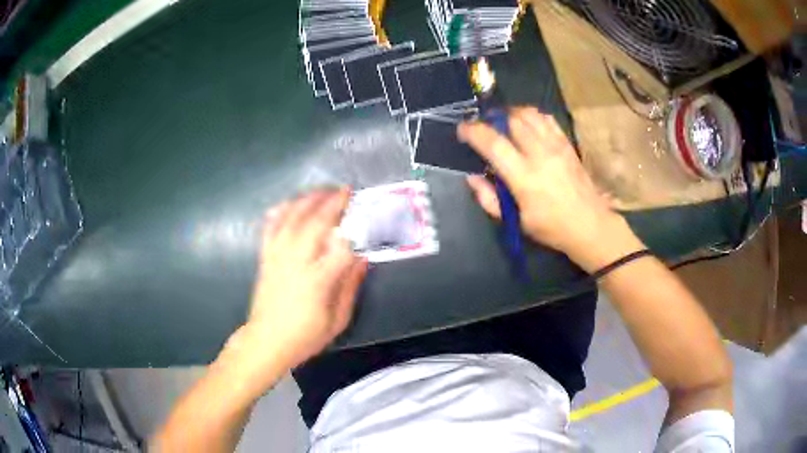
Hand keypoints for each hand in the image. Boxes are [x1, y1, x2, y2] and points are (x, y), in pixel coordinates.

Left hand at [237, 188, 367, 373]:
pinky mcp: (265, 257)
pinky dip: (279, 212)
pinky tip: (287, 203)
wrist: (266, 341)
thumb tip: (362, 259)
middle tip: (345, 191)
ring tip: (321, 191)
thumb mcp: (337, 320)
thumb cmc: (305, 336)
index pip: (341, 247)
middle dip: (331, 203)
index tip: (363, 217)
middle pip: (315, 223)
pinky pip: (270, 228)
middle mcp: (297, 262)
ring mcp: (277, 257)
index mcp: (318, 281)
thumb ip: (349, 287)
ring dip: (307, 200)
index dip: (354, 229)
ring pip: (291, 219)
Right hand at [458, 107, 641, 271]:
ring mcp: (556, 146)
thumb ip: (489, 199)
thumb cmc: (551, 227)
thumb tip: (472, 177)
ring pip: (530, 114)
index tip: (462, 129)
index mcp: (524, 178)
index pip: (493, 144)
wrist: (590, 224)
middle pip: (511, 120)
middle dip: (493, 119)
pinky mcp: (567, 143)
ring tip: (504, 123)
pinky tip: (527, 125)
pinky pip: (547, 119)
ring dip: (512, 114)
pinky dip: (532, 116)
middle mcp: (540, 155)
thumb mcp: (515, 221)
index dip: (473, 132)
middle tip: (485, 127)